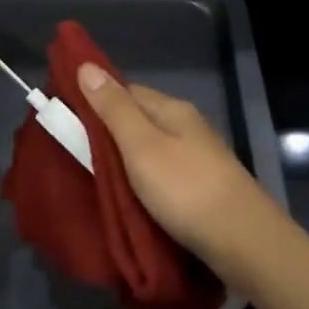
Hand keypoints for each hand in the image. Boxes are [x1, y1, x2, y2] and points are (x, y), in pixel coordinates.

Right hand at [74, 63, 277, 267]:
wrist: (244, 242)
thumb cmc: (186, 190)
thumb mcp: (141, 146)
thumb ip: (113, 109)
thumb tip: (86, 65)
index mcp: (172, 110)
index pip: (124, 91)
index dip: (93, 100)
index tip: (64, 119)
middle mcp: (186, 127)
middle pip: (137, 120)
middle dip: (106, 134)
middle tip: (72, 156)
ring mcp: (197, 158)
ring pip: (149, 149)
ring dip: (123, 161)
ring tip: (93, 178)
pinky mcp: (201, 187)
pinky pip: (160, 174)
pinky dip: (140, 181)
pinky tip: (128, 197)